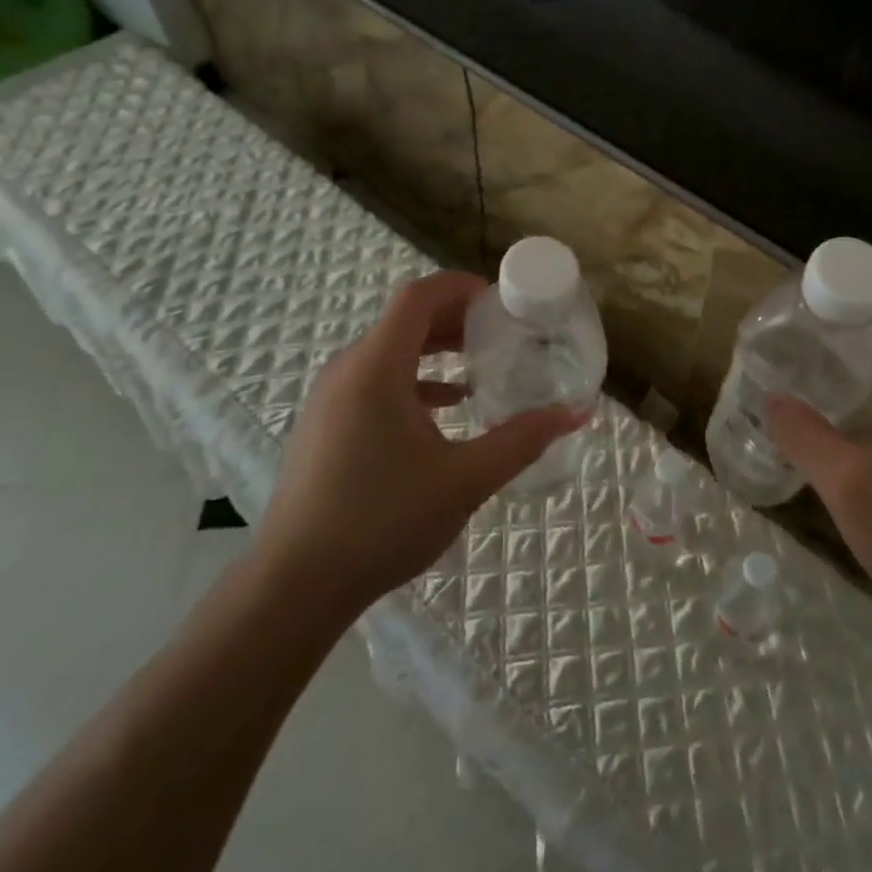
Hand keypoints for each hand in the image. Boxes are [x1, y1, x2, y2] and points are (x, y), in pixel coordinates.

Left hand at [251, 271, 585, 613]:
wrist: (295, 585)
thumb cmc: (381, 522)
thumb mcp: (464, 480)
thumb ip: (521, 440)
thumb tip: (576, 413)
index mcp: (376, 366)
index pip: (418, 296)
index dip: (460, 287)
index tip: (501, 300)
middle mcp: (349, 368)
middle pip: (405, 319)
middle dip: (456, 317)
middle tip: (502, 331)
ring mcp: (332, 396)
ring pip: (390, 350)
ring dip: (435, 348)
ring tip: (481, 363)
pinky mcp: (326, 423)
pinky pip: (376, 379)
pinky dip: (414, 379)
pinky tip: (447, 407)